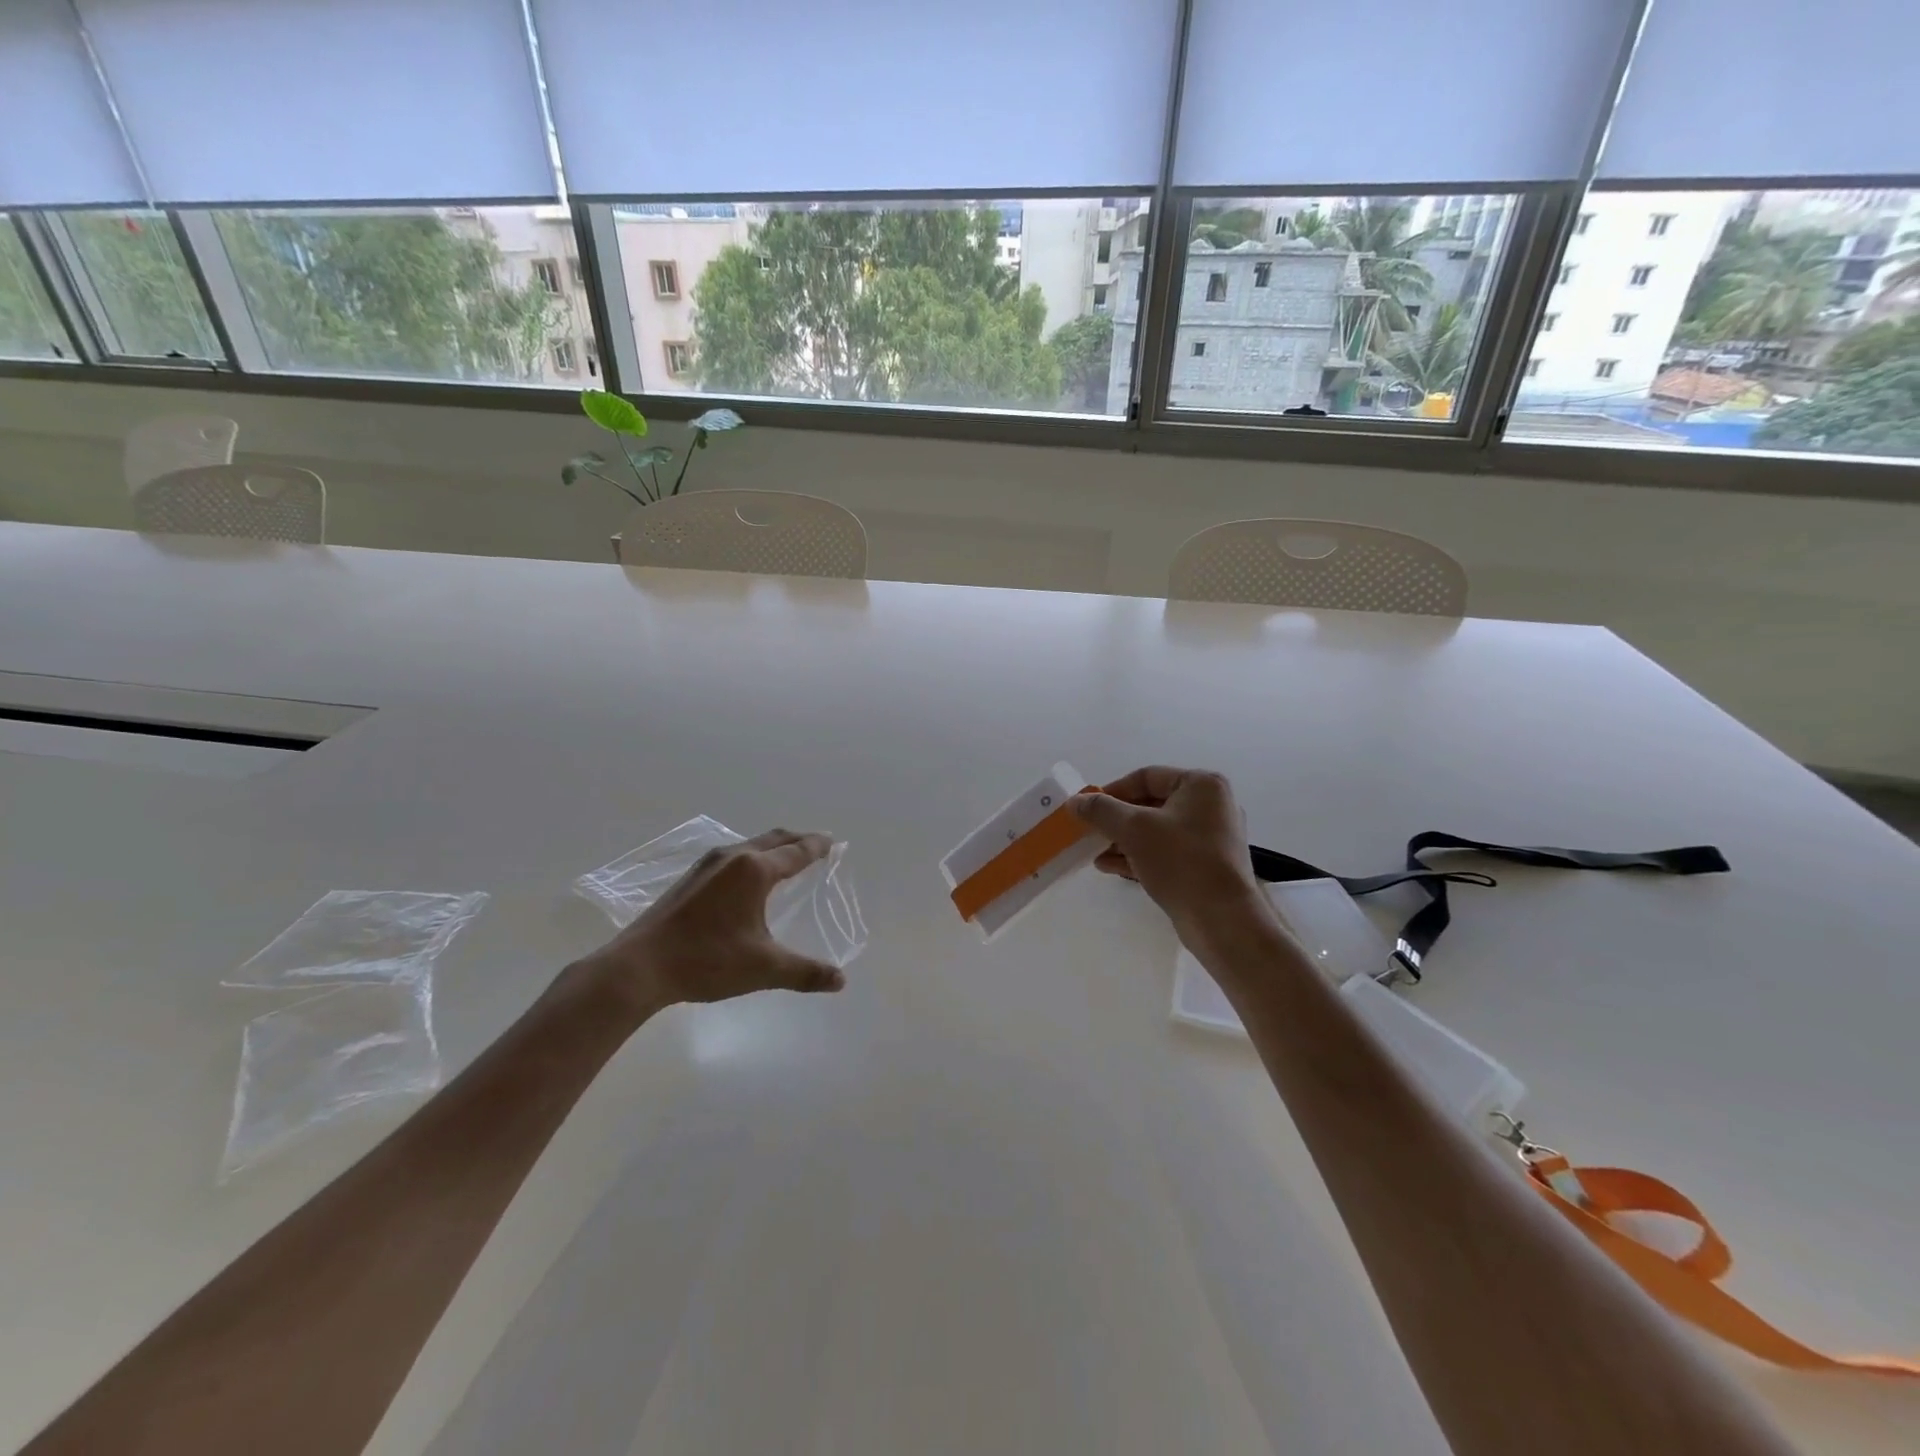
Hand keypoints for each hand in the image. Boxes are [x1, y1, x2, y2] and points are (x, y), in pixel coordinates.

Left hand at [577, 829, 847, 1020]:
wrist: (639, 967)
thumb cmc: (707, 961)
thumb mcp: (763, 968)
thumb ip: (805, 972)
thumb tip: (840, 981)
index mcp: (755, 870)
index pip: (797, 851)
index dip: (818, 846)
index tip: (834, 841)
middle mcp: (733, 857)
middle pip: (775, 839)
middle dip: (799, 840)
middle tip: (818, 845)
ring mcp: (707, 865)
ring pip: (751, 845)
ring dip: (774, 848)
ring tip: (787, 861)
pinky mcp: (690, 878)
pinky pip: (732, 856)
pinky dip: (753, 858)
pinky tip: (748, 881)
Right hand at [1073, 767, 1268, 940]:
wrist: (1222, 918)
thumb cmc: (1180, 860)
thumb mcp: (1134, 829)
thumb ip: (1102, 810)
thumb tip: (1075, 801)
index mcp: (1202, 785)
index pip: (1146, 777)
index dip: (1113, 791)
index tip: (1088, 809)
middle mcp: (1212, 806)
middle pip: (1151, 804)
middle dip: (1116, 820)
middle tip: (1090, 832)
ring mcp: (1211, 838)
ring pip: (1157, 831)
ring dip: (1124, 840)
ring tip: (1095, 853)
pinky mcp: (1206, 865)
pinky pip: (1166, 852)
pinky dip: (1139, 855)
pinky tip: (1110, 867)